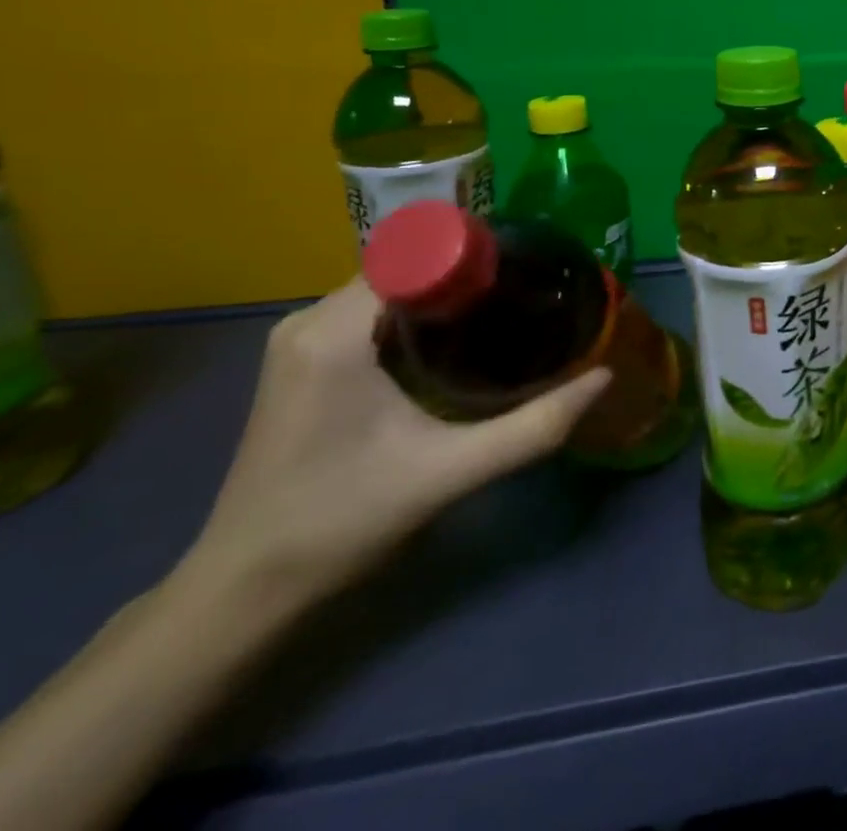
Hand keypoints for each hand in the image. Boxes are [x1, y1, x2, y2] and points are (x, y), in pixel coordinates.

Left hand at [178, 279, 611, 614]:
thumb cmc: (341, 523)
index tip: (531, 268)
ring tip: (509, 310)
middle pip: (408, 268)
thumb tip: (603, 378)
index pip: (418, 255)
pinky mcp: (304, 360)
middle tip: (532, 292)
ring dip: (446, 295)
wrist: (242, 592)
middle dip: (470, 275)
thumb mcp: (450, 473)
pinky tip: (459, 342)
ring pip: (393, 288)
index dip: (478, 255)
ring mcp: (301, 339)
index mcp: (335, 332)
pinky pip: (374, 311)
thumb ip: (534, 426)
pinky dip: (419, 314)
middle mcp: (310, 320)